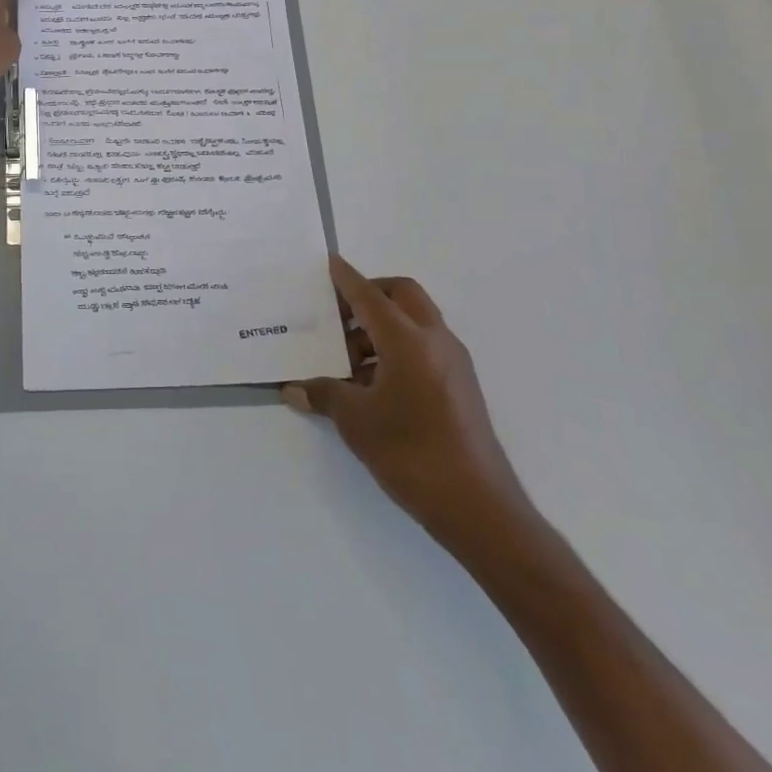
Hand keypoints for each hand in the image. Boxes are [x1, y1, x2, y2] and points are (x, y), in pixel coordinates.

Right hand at [285, 257, 534, 557]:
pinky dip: (396, 349)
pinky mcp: (461, 386)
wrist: (479, 508)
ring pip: (414, 322)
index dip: (346, 279)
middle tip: (338, 311)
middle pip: (402, 295)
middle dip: (370, 293)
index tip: (329, 263)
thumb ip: (323, 395)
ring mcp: (453, 364)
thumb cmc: (411, 453)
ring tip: (346, 358)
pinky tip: (371, 383)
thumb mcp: (355, 421)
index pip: (370, 296)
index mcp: (408, 341)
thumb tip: (293, 389)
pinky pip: (423, 348)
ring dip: (380, 327)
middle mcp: (435, 341)